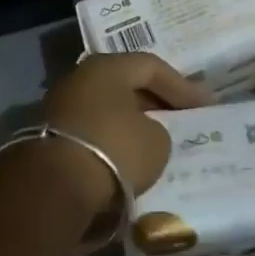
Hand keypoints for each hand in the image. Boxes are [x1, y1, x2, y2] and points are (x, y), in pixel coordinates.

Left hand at [34, 54, 213, 217]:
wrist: (53, 189)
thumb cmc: (114, 150)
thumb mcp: (157, 141)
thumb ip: (159, 129)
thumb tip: (146, 133)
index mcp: (107, 67)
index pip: (152, 67)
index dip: (182, 86)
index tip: (205, 106)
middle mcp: (79, 79)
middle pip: (125, 85)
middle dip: (155, 103)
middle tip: (181, 118)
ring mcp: (59, 108)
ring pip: (107, 110)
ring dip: (132, 124)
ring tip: (157, 141)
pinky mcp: (49, 139)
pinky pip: (92, 133)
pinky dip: (113, 142)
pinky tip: (129, 159)